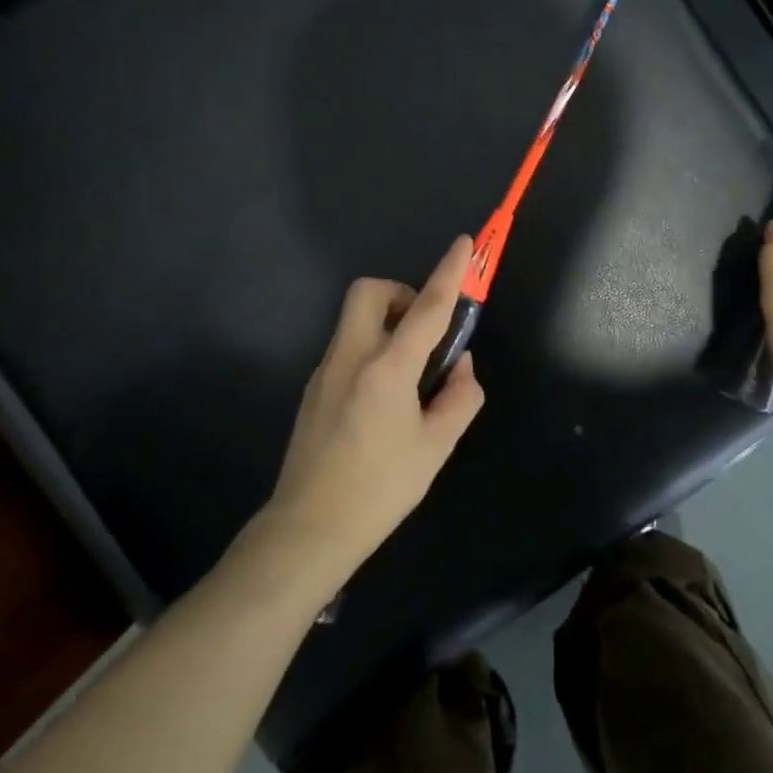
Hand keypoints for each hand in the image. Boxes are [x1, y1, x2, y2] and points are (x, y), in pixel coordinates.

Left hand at [261, 236, 485, 579]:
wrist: (309, 529)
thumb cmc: (380, 489)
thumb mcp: (436, 446)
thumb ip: (459, 396)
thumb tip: (460, 365)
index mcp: (387, 369)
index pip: (426, 308)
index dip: (449, 272)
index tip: (462, 244)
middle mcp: (351, 357)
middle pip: (370, 292)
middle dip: (402, 294)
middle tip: (425, 330)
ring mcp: (326, 371)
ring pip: (357, 319)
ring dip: (389, 324)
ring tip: (412, 374)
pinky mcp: (314, 388)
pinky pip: (349, 347)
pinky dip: (374, 350)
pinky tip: (386, 399)